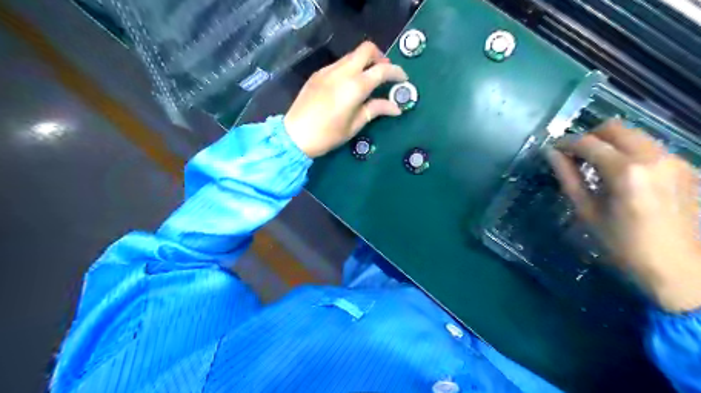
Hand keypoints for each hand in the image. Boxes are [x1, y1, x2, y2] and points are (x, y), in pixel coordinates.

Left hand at [283, 42, 407, 157]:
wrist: (294, 135)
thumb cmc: (328, 135)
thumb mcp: (354, 125)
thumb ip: (376, 110)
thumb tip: (396, 107)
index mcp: (354, 87)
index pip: (382, 69)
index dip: (396, 72)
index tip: (403, 79)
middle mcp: (342, 72)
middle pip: (367, 49)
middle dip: (380, 57)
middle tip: (384, 74)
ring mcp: (328, 70)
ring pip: (352, 55)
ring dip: (364, 62)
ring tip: (367, 81)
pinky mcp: (318, 74)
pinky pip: (339, 63)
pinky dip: (350, 68)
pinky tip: (348, 86)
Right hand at [550, 120, 700, 312]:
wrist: (677, 267)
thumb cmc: (622, 244)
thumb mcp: (587, 211)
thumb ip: (568, 177)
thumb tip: (551, 154)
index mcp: (626, 171)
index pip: (588, 143)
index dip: (566, 143)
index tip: (553, 150)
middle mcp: (653, 157)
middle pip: (615, 127)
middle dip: (589, 136)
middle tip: (575, 154)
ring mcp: (674, 160)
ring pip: (634, 134)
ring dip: (610, 142)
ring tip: (596, 164)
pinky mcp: (685, 167)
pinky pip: (650, 147)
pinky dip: (629, 151)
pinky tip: (622, 173)